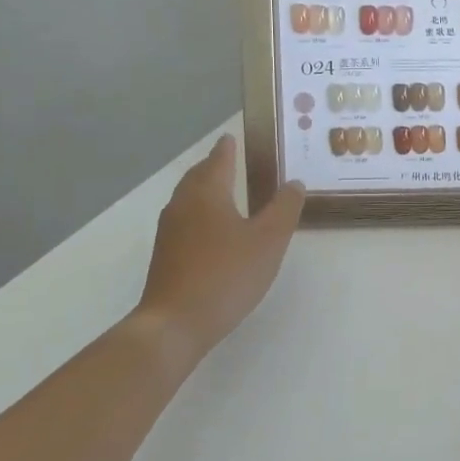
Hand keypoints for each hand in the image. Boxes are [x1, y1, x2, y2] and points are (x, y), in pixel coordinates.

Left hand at [132, 134, 304, 360]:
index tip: (233, 137)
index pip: (219, 160)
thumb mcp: (268, 240)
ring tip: (226, 192)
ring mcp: (169, 231)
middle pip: (198, 176)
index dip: (228, 148)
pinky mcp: (165, 255)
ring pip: (189, 199)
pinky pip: (186, 221)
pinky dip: (201, 214)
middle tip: (231, 160)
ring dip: (206, 190)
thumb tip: (294, 183)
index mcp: (207, 193)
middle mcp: (183, 205)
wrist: (175, 323)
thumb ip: (284, 209)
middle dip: (214, 167)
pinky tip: (214, 231)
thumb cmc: (226, 274)